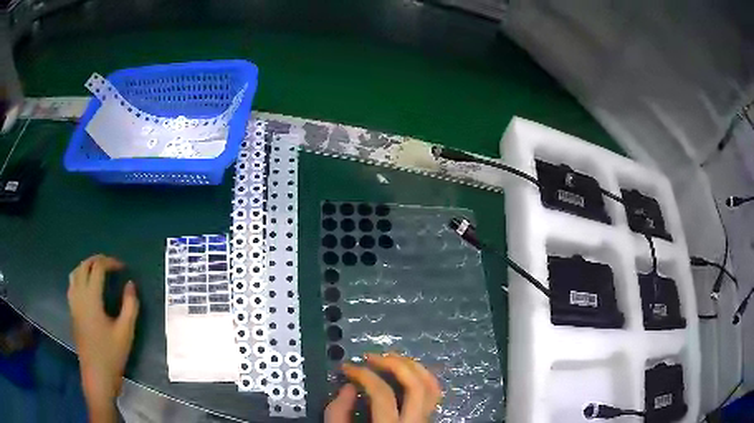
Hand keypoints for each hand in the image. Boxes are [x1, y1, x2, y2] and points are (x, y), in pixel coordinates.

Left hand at [67, 254, 138, 419]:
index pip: (97, 268)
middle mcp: (79, 295)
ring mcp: (73, 303)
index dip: (110, 262)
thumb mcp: (126, 332)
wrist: (97, 375)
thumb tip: (130, 284)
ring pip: (74, 273)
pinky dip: (79, 277)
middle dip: (97, 260)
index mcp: (91, 298)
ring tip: (98, 271)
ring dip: (86, 266)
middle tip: (111, 265)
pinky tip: (87, 287)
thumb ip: (130, 306)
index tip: (122, 267)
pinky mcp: (72, 312)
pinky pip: (72, 285)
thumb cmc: (111, 354)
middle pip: (83, 266)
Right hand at [325, 353, 441, 422]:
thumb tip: (349, 386)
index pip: (382, 394)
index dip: (363, 375)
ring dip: (413, 367)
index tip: (347, 368)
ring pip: (432, 387)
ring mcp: (426, 421)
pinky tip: (405, 372)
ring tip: (390, 358)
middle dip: (394, 364)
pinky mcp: (428, 420)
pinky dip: (421, 377)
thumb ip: (338, 413)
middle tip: (372, 357)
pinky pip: (433, 394)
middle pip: (416, 386)